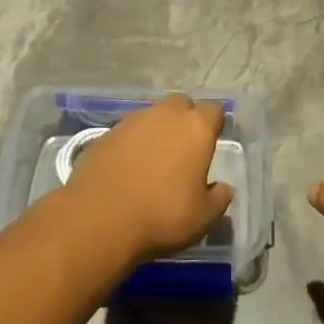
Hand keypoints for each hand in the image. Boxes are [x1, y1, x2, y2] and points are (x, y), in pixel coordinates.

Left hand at [61, 94, 234, 264]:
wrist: (99, 219)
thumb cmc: (161, 215)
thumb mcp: (203, 217)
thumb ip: (219, 199)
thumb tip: (224, 187)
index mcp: (195, 128)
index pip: (214, 109)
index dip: (215, 123)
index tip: (213, 140)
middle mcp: (165, 114)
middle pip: (181, 104)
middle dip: (185, 119)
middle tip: (184, 148)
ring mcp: (132, 121)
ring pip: (152, 115)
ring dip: (157, 130)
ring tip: (154, 159)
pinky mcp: (105, 133)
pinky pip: (127, 131)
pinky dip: (132, 143)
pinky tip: (128, 167)